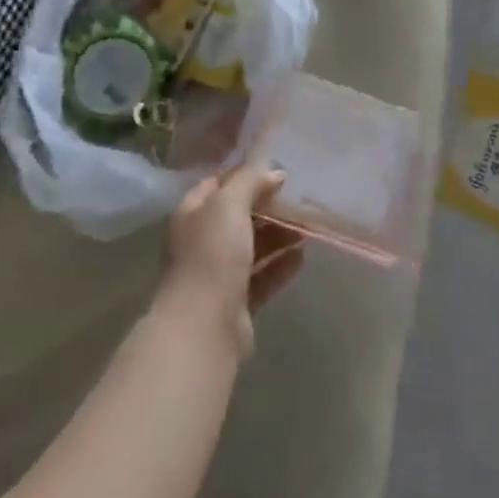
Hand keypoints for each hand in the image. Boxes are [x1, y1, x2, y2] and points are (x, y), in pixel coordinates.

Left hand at [161, 165, 305, 356]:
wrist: (204, 325)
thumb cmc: (212, 254)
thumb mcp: (228, 204)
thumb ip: (250, 181)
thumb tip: (274, 173)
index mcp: (191, 214)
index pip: (217, 185)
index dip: (244, 176)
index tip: (276, 172)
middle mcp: (201, 241)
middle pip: (237, 216)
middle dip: (267, 207)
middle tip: (298, 200)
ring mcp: (217, 273)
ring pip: (252, 247)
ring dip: (278, 236)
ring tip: (306, 228)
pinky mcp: (235, 301)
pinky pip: (261, 277)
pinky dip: (280, 266)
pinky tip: (301, 257)